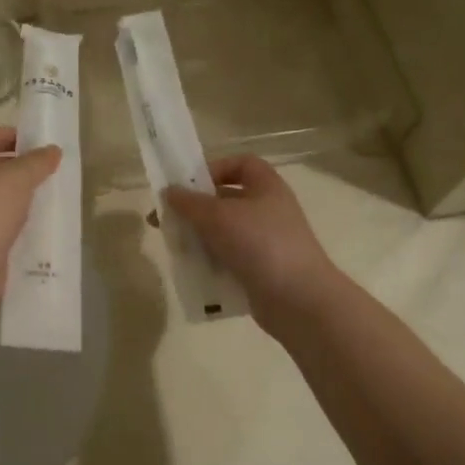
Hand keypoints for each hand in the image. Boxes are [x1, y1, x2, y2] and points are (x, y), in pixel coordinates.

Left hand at [0, 125, 61, 301]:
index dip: (9, 134)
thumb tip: (53, 150)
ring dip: (15, 192)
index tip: (36, 142)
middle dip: (16, 165)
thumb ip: (37, 160)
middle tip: (45, 168)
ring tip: (44, 192)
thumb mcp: (18, 177)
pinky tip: (34, 220)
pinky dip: (12, 216)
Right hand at [164, 156, 341, 329]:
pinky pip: (229, 259)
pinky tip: (191, 270)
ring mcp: (266, 242)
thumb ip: (189, 202)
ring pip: (224, 232)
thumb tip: (168, 191)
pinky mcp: (260, 270)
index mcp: (266, 187)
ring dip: (199, 237)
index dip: (215, 168)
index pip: (241, 163)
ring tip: (174, 247)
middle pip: (226, 199)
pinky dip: (210, 262)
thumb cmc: (260, 244)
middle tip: (166, 220)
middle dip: (196, 208)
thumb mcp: (218, 216)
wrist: (299, 300)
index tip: (190, 185)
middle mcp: (268, 210)